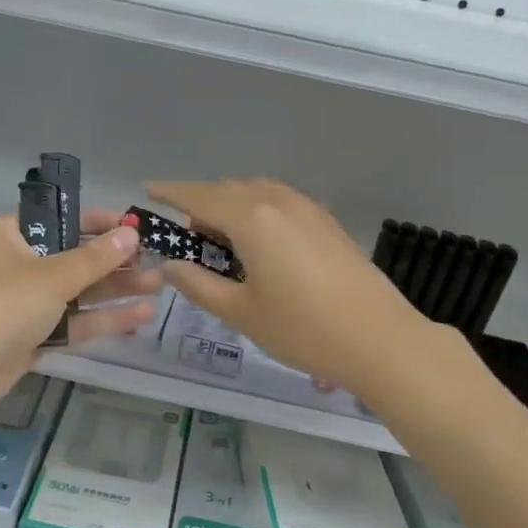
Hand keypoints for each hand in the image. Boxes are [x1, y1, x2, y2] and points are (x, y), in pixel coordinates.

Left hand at [0, 209, 160, 420]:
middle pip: (74, 257)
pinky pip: (73, 322)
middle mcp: (18, 265)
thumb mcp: (51, 277)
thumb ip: (94, 258)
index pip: (61, 219)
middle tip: (157, 261)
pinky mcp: (33, 337)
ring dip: (115, 291)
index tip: (135, 228)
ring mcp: (25, 303)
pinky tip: (140, 317)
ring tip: (158, 287)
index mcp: (11, 236)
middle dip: (115, 262)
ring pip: (78, 293)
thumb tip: (130, 235)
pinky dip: (102, 319)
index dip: (99, 222)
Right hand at [146, 178, 425, 398]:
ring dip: (233, 207)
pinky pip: (281, 203)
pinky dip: (259, 212)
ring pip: (258, 193)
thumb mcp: (240, 313)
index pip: (200, 197)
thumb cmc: (302, 329)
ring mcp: (309, 209)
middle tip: (188, 239)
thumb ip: (199, 285)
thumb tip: (170, 265)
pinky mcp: (328, 223)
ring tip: (222, 243)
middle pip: (230, 191)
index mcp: (252, 219)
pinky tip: (260, 246)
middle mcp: (279, 202)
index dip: (171, 192)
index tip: (148, 189)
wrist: (379, 339)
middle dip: (202, 205)